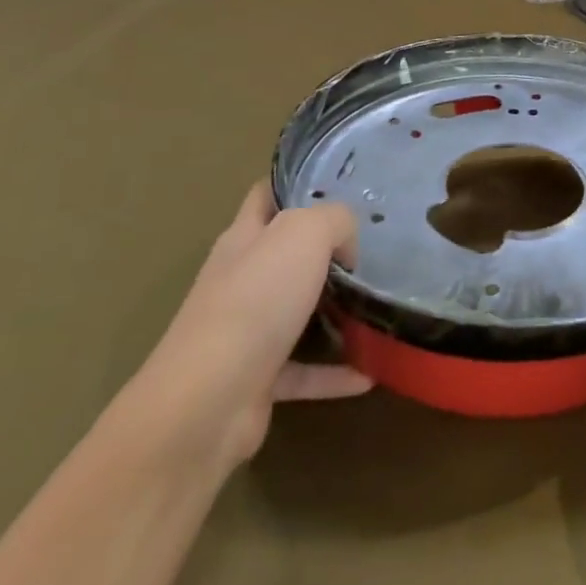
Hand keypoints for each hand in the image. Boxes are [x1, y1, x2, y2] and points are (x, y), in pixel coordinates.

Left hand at [132, 184, 370, 469]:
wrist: (208, 402)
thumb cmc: (255, 301)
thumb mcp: (304, 234)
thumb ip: (334, 221)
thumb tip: (345, 245)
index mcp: (243, 239)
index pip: (266, 196)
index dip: (296, 183)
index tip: (341, 182)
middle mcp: (241, 280)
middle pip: (284, 253)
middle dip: (325, 247)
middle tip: (374, 243)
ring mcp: (246, 332)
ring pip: (296, 311)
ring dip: (333, 310)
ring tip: (378, 303)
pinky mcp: (257, 379)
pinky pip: (305, 370)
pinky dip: (336, 372)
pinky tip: (371, 372)